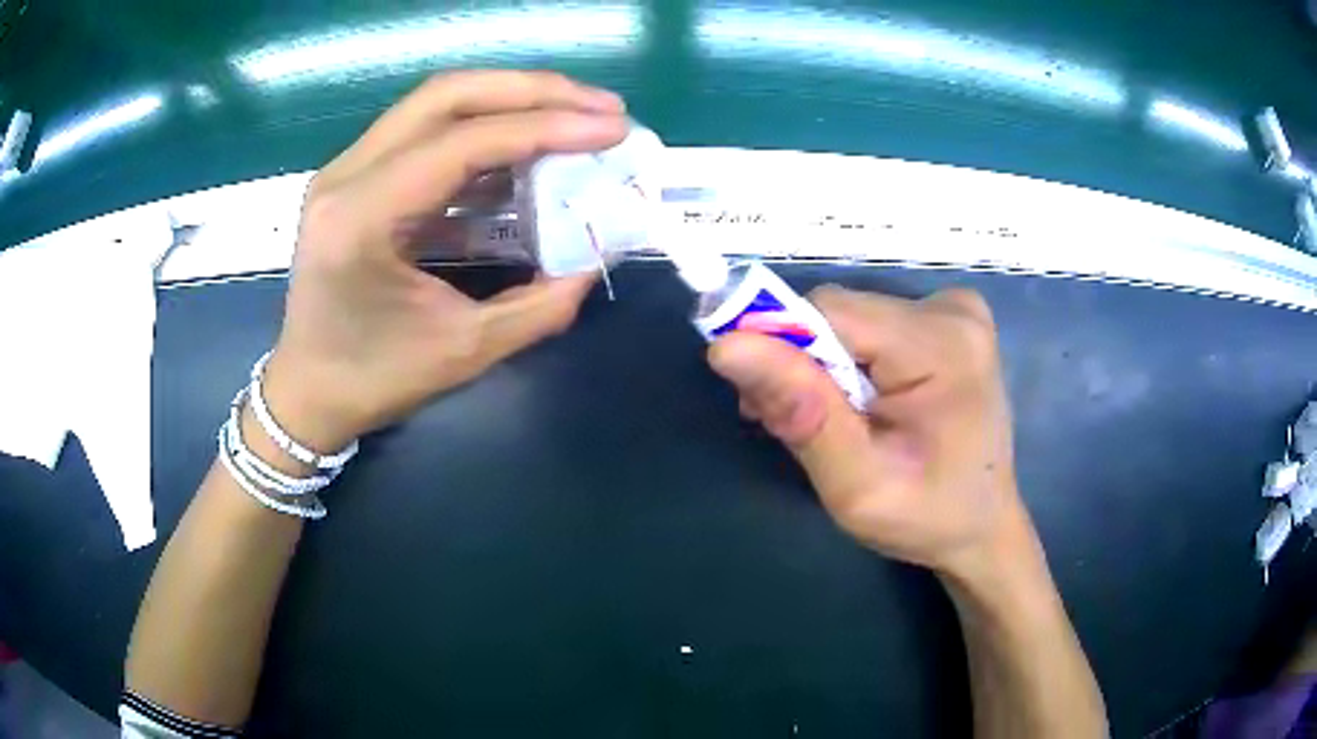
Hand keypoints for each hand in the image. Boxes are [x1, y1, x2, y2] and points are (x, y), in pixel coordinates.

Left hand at [259, 71, 627, 451]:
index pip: (462, 143)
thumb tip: (596, 259)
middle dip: (533, 91)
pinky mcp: (356, 175)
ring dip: (511, 100)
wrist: (308, 392)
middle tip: (601, 106)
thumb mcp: (464, 352)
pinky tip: (526, 146)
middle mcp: (346, 175)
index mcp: (361, 218)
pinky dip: (484, 128)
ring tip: (576, 114)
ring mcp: (346, 168)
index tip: (611, 128)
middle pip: (447, 94)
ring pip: (436, 102)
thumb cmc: (373, 380)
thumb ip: (539, 306)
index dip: (545, 127)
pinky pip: (426, 131)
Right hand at [708, 286, 1035, 580]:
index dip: (782, 347)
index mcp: (943, 346)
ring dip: (824, 364)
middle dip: (803, 364)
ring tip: (832, 423)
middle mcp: (953, 311)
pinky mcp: (951, 319)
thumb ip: (801, 414)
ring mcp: (957, 310)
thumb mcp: (858, 486)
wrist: (982, 525)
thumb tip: (728, 345)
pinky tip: (860, 402)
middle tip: (793, 424)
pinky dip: (851, 360)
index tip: (765, 405)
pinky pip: (872, 324)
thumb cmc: (926, 517)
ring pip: (851, 319)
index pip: (830, 312)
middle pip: (840, 313)